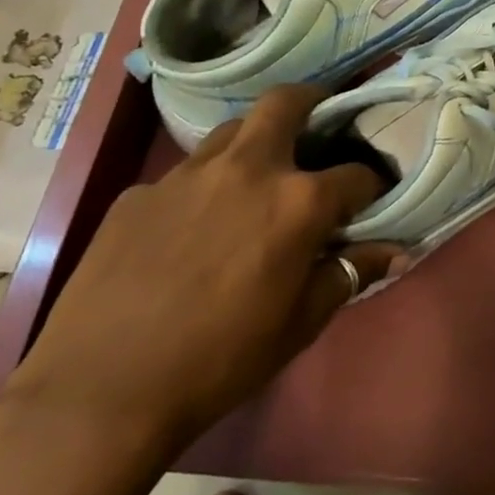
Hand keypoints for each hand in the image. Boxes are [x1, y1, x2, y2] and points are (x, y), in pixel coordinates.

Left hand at [9, 85, 395, 445]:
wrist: (100, 392)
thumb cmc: (220, 361)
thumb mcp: (299, 324)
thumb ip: (349, 274)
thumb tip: (394, 250)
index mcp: (297, 202)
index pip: (357, 174)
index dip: (373, 185)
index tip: (372, 198)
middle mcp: (247, 169)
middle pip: (286, 103)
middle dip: (312, 101)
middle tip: (318, 120)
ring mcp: (186, 175)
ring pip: (232, 130)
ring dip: (255, 141)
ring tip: (257, 175)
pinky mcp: (139, 193)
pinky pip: (184, 175)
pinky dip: (204, 187)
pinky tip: (192, 227)